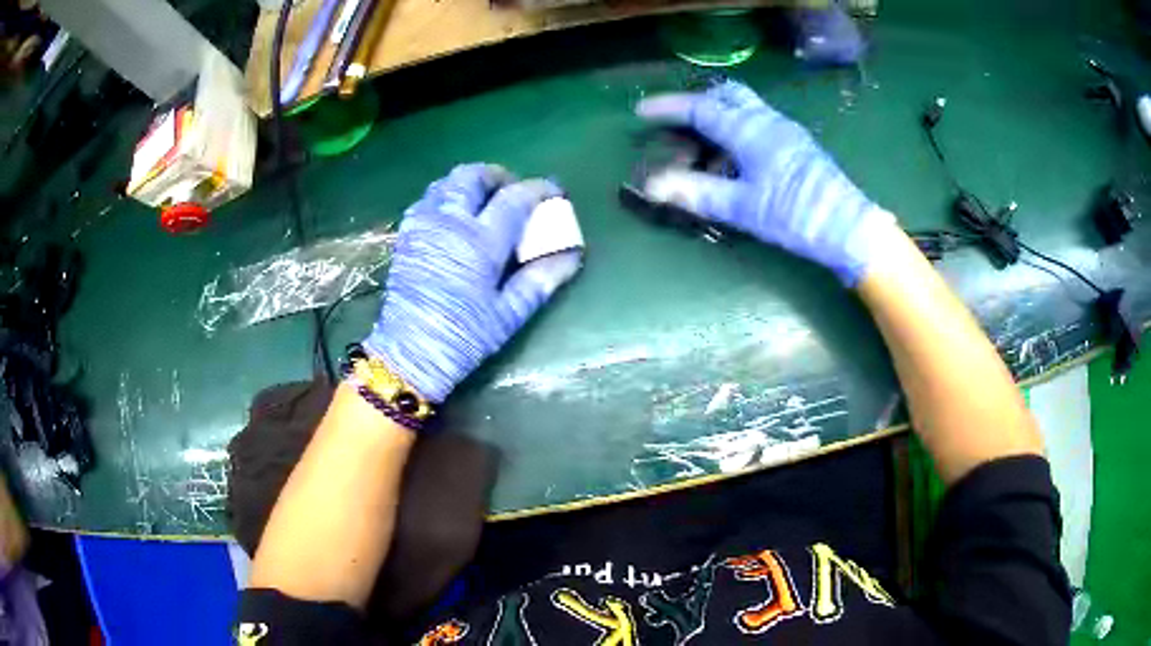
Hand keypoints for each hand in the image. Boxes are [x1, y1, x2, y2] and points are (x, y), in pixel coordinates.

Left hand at [364, 164, 582, 402]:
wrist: (409, 353)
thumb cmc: (464, 336)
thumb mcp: (509, 314)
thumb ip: (540, 279)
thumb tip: (573, 255)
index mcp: (481, 242)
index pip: (515, 198)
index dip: (538, 188)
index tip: (554, 190)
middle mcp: (450, 222)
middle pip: (474, 176)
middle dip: (498, 175)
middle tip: (513, 190)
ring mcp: (424, 225)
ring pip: (447, 182)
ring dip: (470, 182)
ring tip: (485, 198)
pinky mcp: (406, 235)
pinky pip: (427, 198)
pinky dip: (446, 195)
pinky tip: (454, 214)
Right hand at [635, 80, 895, 285]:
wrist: (849, 228)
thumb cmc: (795, 215)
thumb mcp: (744, 207)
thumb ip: (698, 193)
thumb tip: (653, 186)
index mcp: (750, 130)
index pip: (701, 108)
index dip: (668, 107)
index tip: (641, 110)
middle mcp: (768, 120)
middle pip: (727, 94)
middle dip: (698, 101)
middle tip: (678, 123)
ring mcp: (786, 130)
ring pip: (745, 107)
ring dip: (719, 115)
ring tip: (702, 145)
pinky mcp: (797, 144)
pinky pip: (759, 122)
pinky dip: (737, 128)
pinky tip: (734, 158)